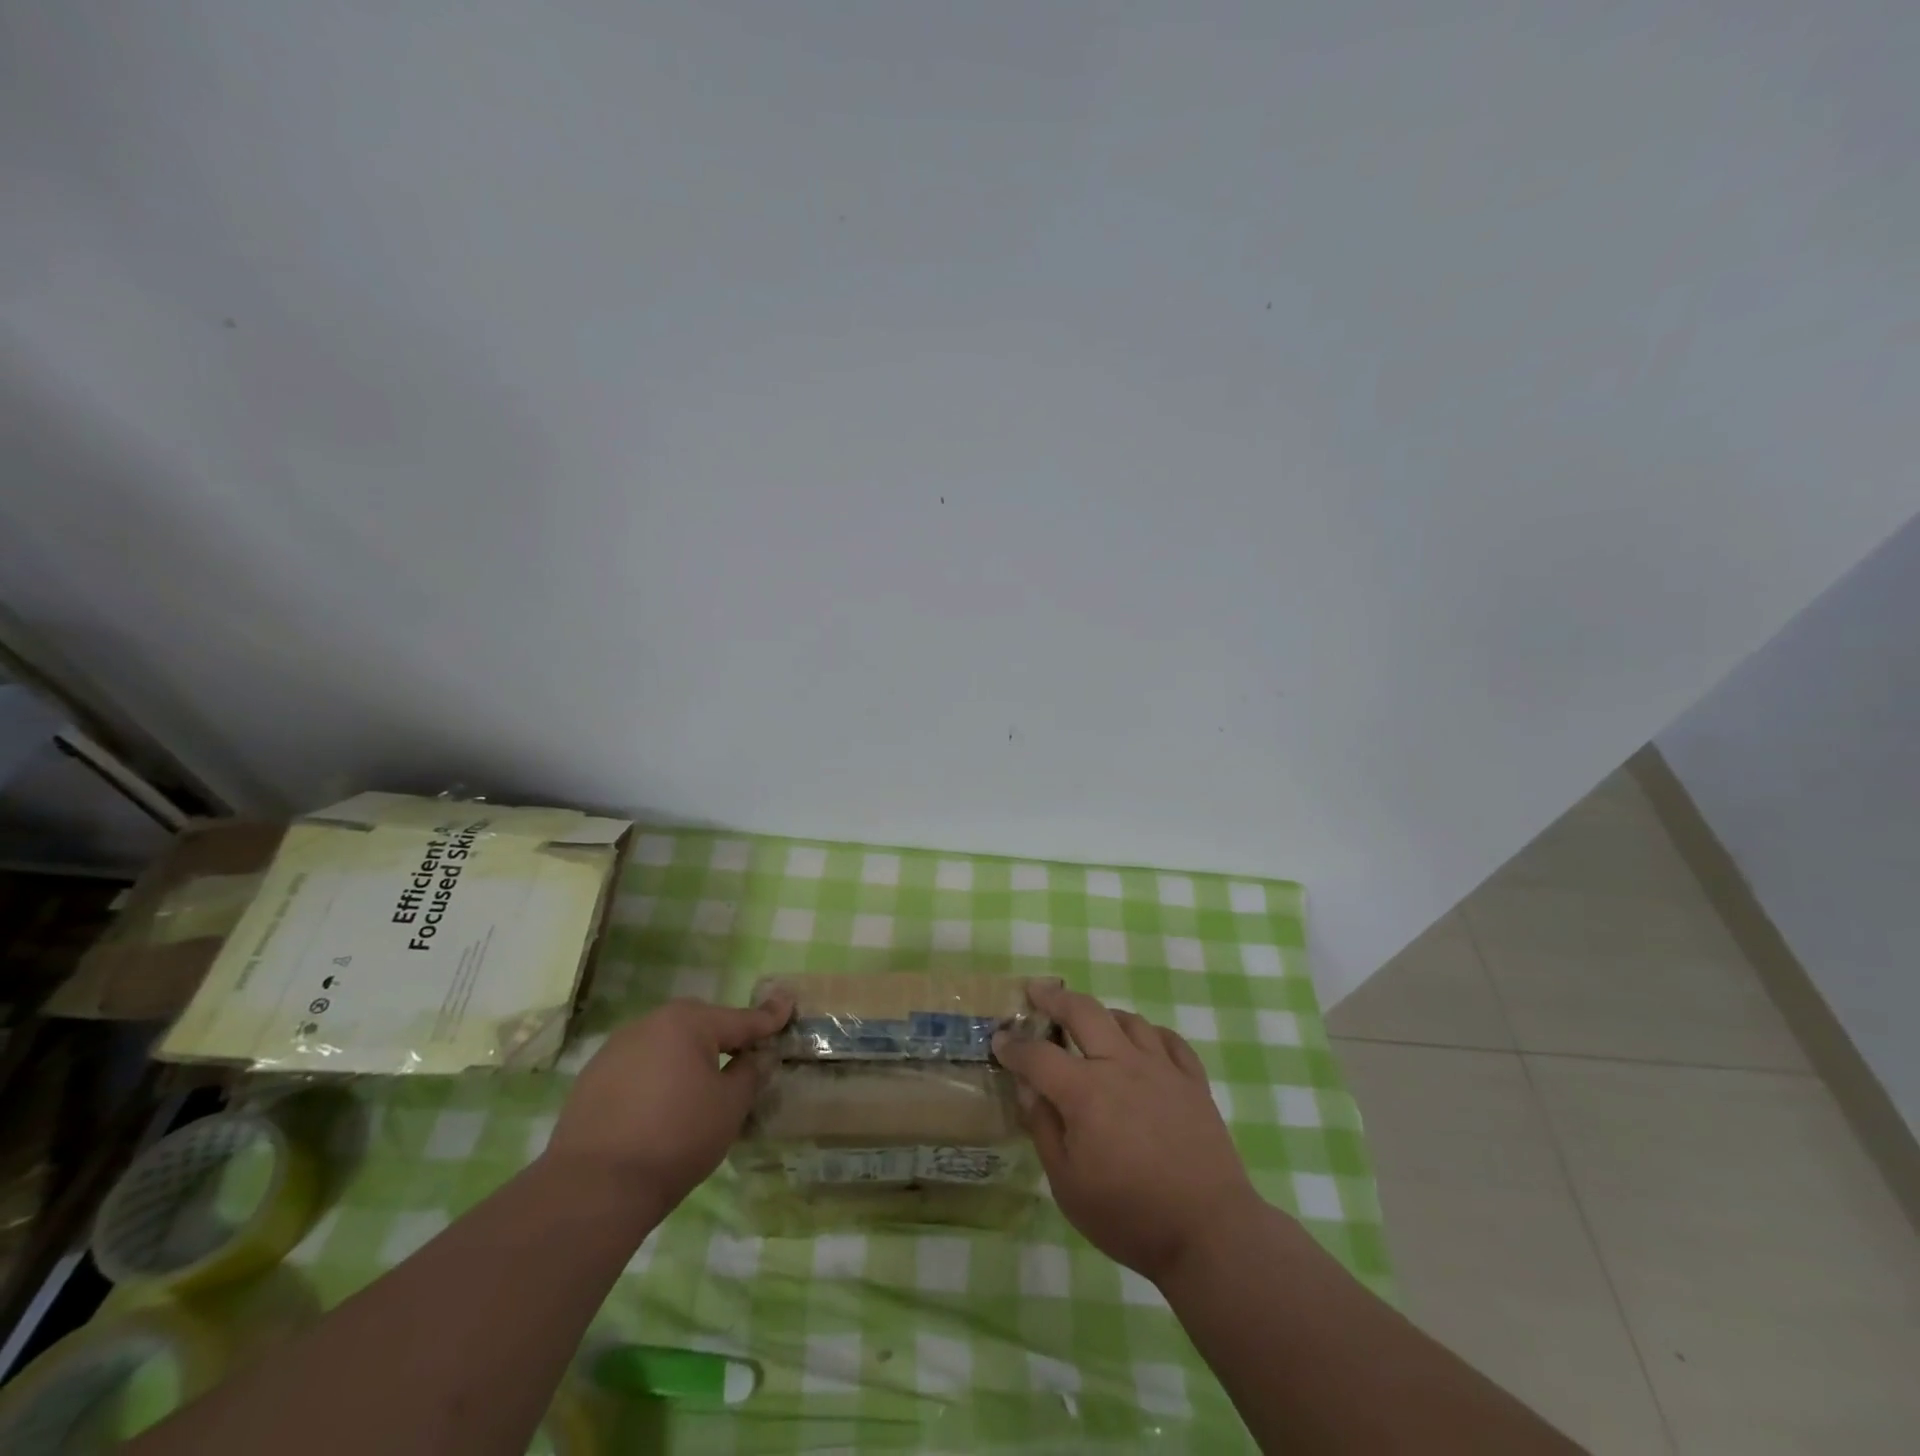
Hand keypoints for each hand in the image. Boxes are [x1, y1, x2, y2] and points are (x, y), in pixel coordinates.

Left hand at [548, 993, 792, 1211]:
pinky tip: (660, 1107)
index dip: (768, 1018)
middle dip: (723, 1037)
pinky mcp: (591, 1080)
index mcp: (687, 1022)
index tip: (788, 1005)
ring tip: (699, 1087)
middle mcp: (649, 1024)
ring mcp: (614, 1050)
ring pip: (665, 1046)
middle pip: (699, 1026)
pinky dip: (656, 1079)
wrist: (593, 1188)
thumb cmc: (676, 1138)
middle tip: (744, 1054)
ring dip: (686, 1059)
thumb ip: (748, 1073)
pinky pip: (638, 1068)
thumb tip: (752, 1058)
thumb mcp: (729, 1106)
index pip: (740, 1019)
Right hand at [994, 983, 1262, 1283]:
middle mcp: (1122, 1065)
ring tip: (1089, 1021)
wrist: (1209, 1232)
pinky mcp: (1193, 1081)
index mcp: (1085, 1092)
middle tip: (1037, 992)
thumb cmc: (1130, 1215)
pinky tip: (1143, 1042)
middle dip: (1054, 998)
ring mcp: (1162, 1069)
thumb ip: (1044, 1129)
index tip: (999, 1039)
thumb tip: (1027, 1089)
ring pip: (1128, 1020)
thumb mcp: (1068, 1185)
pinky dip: (1150, 1033)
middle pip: (1083, 1012)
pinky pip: (1170, 1040)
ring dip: (1102, 1014)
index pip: (1038, 1056)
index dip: (1014, 1046)